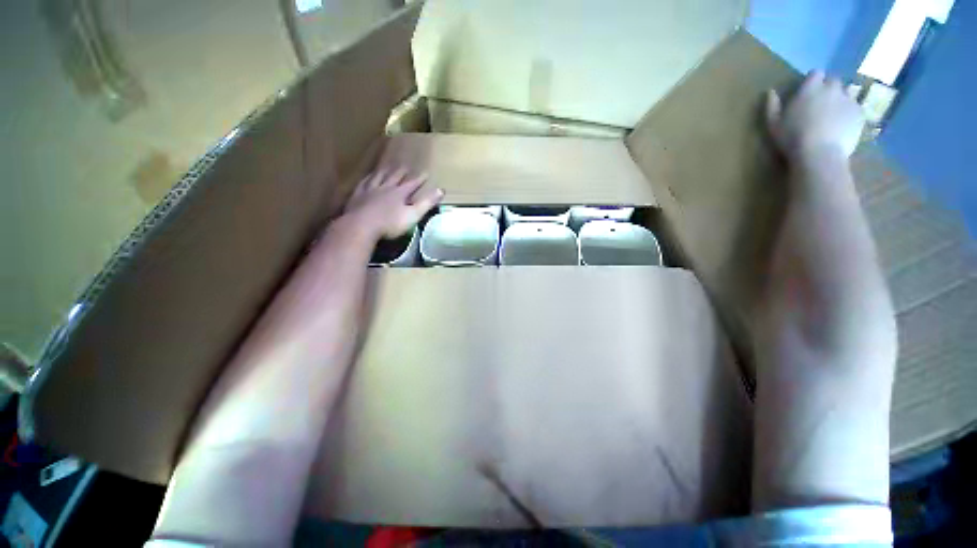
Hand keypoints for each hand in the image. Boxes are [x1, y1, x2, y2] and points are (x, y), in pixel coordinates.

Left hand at [342, 168, 442, 239]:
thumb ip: (427, 203)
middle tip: (405, 166)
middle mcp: (385, 188)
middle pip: (394, 177)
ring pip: (378, 177)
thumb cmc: (390, 223)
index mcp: (400, 193)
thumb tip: (441, 190)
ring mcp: (370, 190)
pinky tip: (368, 177)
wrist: (362, 225)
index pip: (412, 184)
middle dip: (401, 172)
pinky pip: (364, 183)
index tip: (426, 173)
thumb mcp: (413, 215)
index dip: (419, 179)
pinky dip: (368, 179)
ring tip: (387, 167)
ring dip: (384, 172)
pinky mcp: (358, 196)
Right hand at [766, 71, 863, 162]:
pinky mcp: (860, 113)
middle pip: (833, 80)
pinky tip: (842, 125)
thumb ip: (772, 106)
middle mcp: (832, 88)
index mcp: (811, 88)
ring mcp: (848, 100)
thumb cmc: (792, 138)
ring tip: (833, 114)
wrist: (820, 154)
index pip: (816, 73)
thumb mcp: (773, 124)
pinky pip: (856, 107)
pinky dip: (849, 113)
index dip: (813, 80)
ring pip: (847, 92)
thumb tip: (770, 91)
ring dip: (841, 99)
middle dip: (828, 88)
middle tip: (821, 103)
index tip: (808, 91)